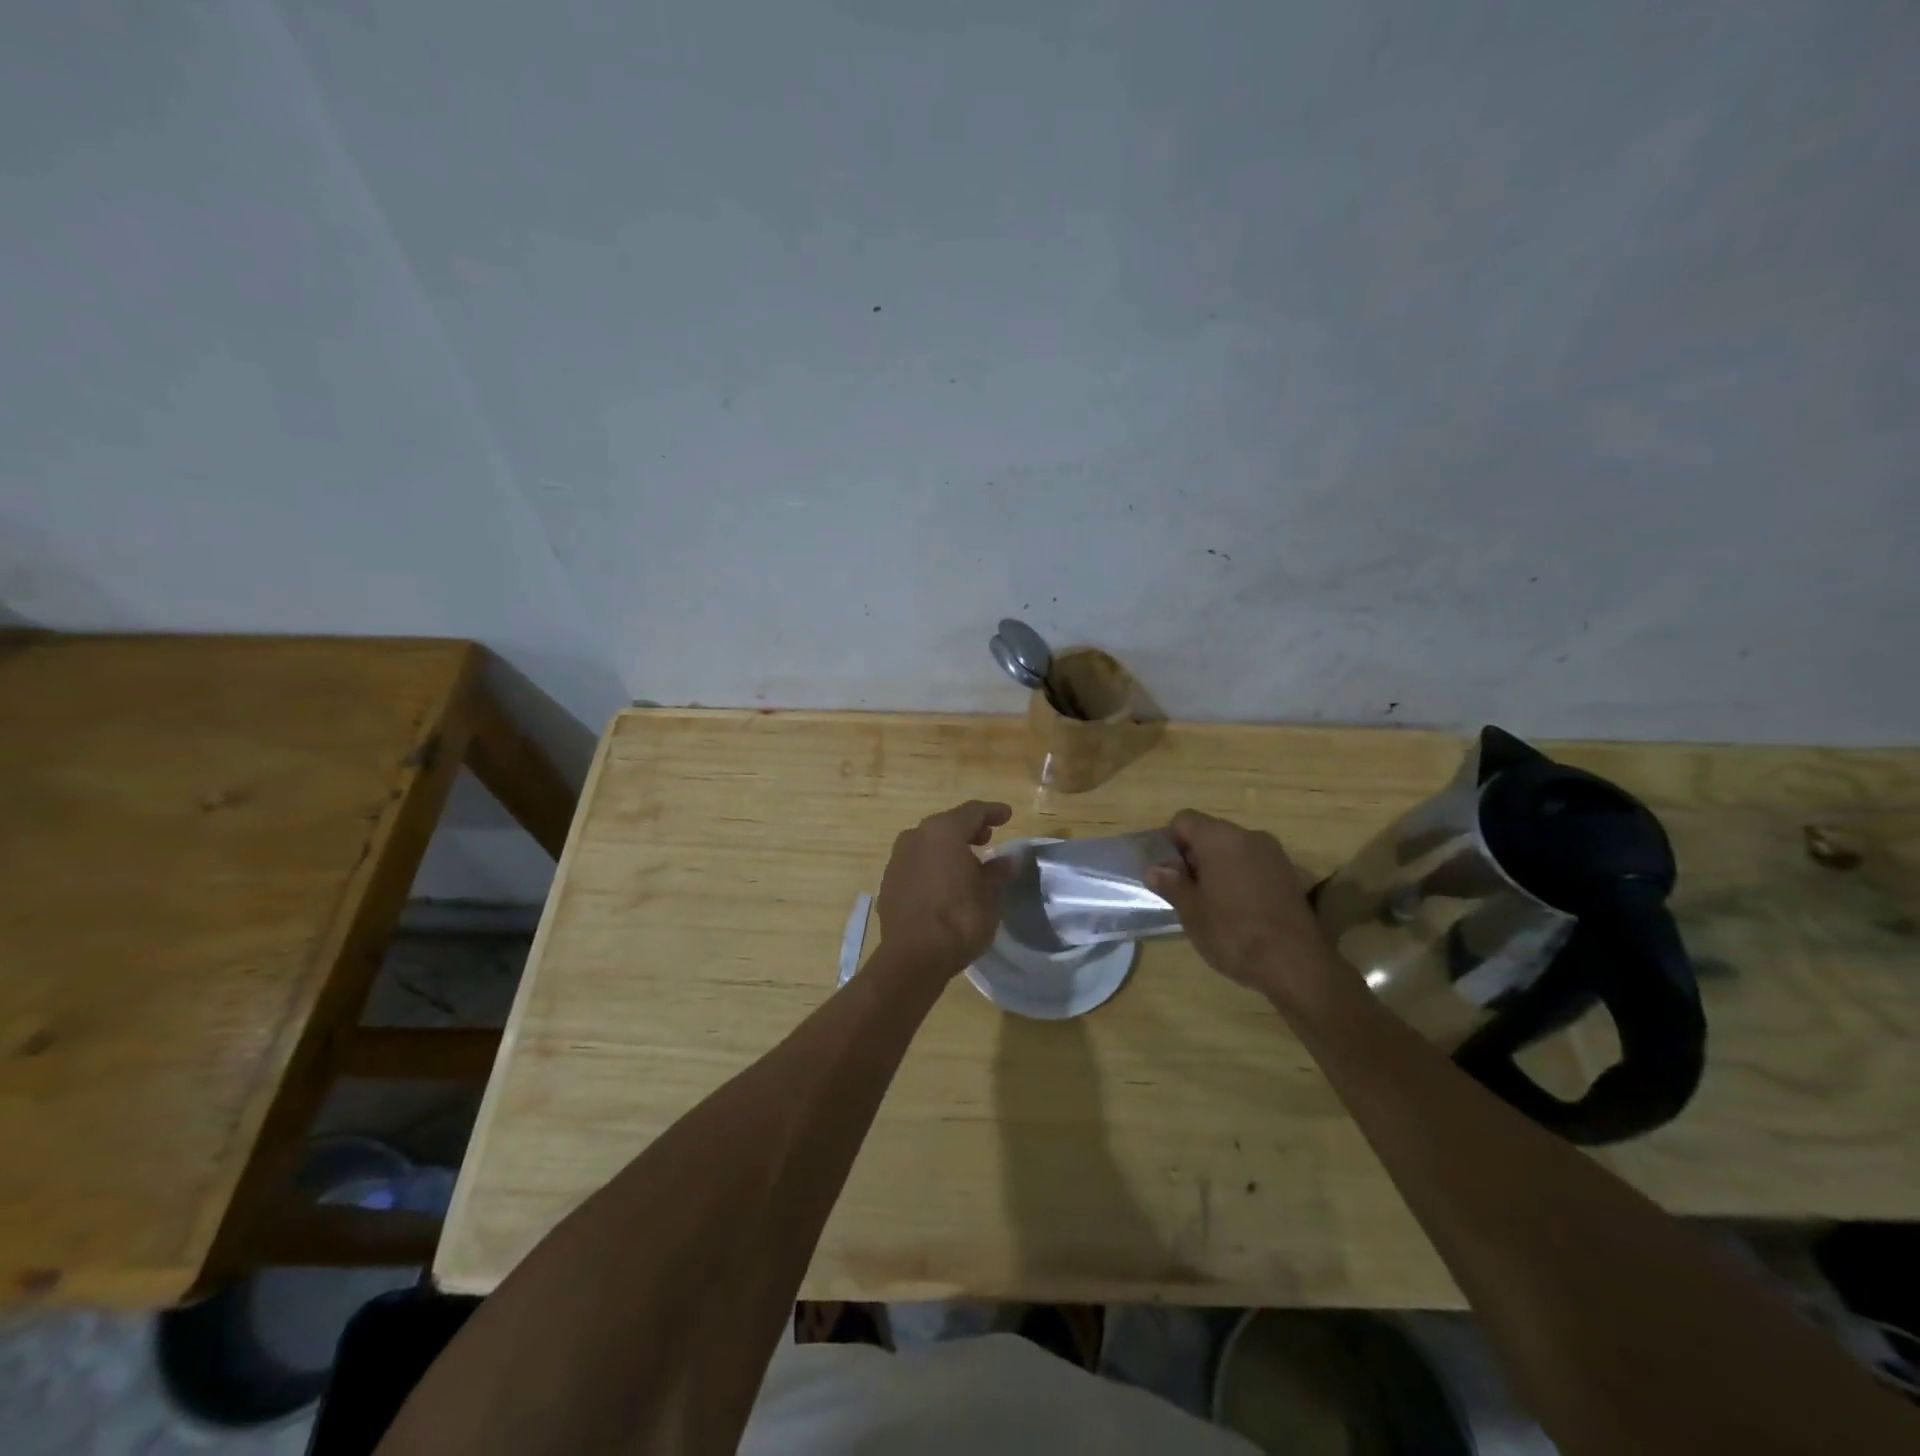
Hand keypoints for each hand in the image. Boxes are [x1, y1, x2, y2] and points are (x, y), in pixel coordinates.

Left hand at [876, 800, 1016, 976]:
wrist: (914, 957)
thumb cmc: (960, 919)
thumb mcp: (990, 895)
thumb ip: (999, 871)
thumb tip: (1012, 858)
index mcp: (942, 831)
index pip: (972, 812)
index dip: (992, 811)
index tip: (1007, 815)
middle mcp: (915, 837)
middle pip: (947, 824)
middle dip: (969, 829)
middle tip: (988, 838)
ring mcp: (897, 859)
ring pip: (928, 844)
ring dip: (948, 848)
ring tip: (968, 863)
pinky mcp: (889, 882)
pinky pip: (916, 863)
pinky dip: (933, 865)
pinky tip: (945, 883)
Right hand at [1145, 809, 1341, 998]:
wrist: (1296, 965)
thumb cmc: (1233, 933)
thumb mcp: (1191, 911)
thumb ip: (1171, 884)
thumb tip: (1155, 869)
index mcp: (1220, 838)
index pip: (1184, 820)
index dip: (1169, 843)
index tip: (1168, 874)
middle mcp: (1248, 836)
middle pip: (1210, 832)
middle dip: (1193, 856)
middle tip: (1185, 892)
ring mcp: (1274, 854)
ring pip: (1233, 849)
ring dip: (1217, 868)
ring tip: (1211, 903)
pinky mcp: (1290, 874)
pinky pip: (1254, 864)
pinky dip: (1240, 877)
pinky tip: (1239, 909)